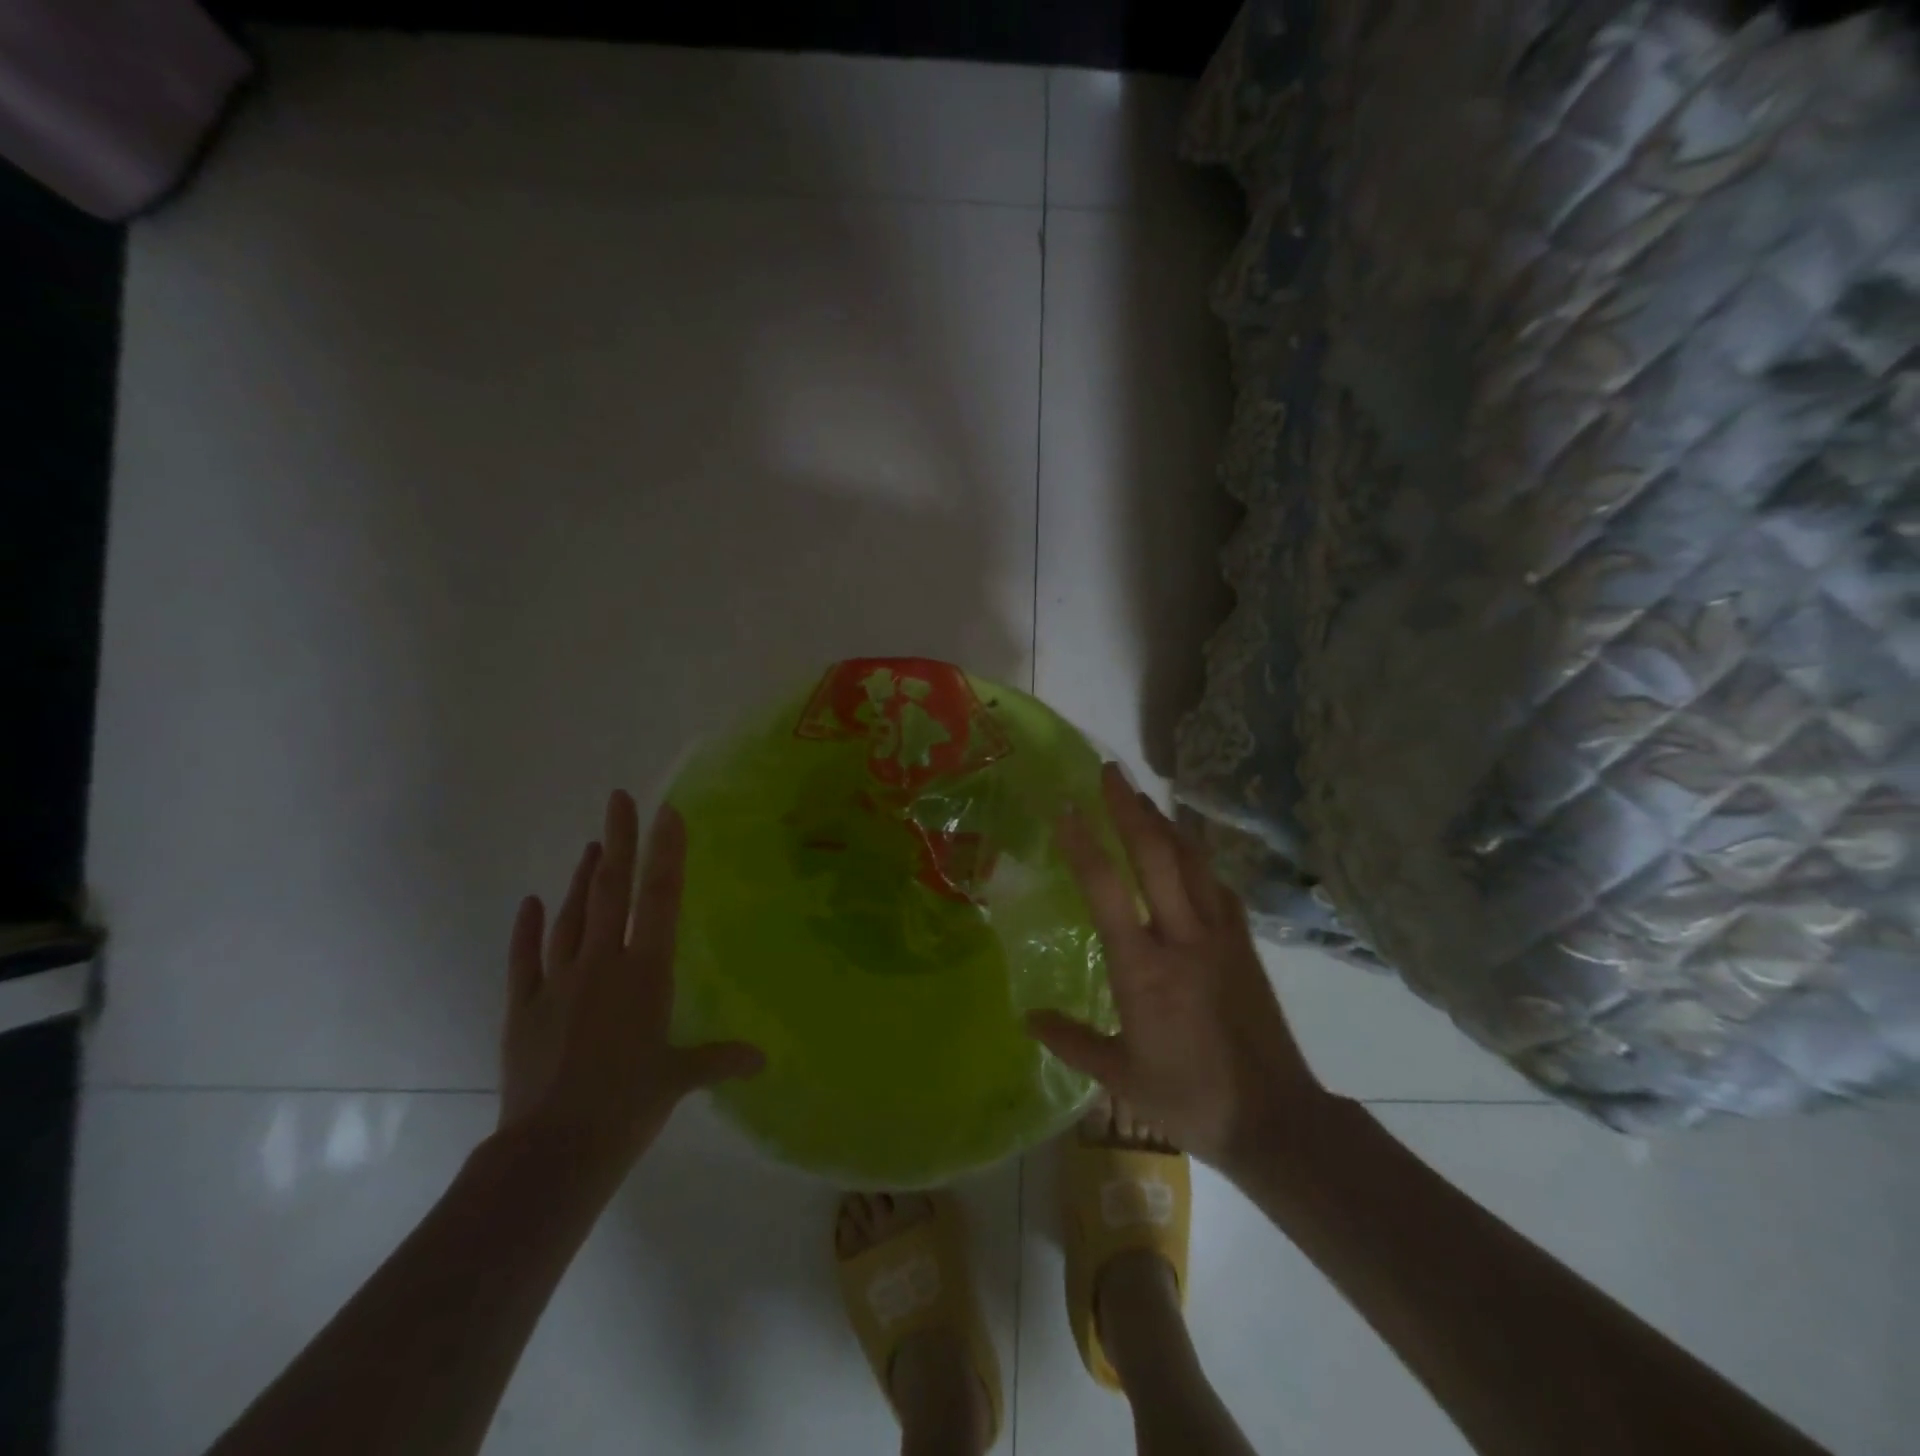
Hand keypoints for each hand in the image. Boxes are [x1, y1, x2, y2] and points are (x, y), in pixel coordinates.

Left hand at [498, 790, 762, 1187]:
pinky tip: (532, 903)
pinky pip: (525, 959)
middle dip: (619, 841)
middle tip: (620, 799)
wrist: (551, 1152)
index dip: (665, 852)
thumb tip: (762, 1059)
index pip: (659, 899)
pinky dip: (529, 929)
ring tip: (594, 845)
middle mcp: (601, 964)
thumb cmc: (627, 1107)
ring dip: (583, 877)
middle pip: (610, 891)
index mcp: (644, 973)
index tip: (666, 812)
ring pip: (572, 916)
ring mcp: (556, 983)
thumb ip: (719, 1058)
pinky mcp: (522, 1007)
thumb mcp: (679, 1079)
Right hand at [1026, 763, 1331, 1172]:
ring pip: (1192, 861)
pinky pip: (1218, 885)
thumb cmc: (1189, 1098)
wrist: (1274, 1118)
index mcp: (1143, 969)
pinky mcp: (1244, 943)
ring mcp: (1220, 936)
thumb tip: (1028, 1018)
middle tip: (1109, 770)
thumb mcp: (1120, 1077)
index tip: (1066, 807)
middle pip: (1156, 856)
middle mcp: (1183, 938)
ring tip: (1143, 795)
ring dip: (1165, 822)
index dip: (1084, 844)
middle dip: (1130, 808)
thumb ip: (1071, 1041)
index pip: (1107, 891)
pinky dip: (1198, 857)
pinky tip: (1188, 849)